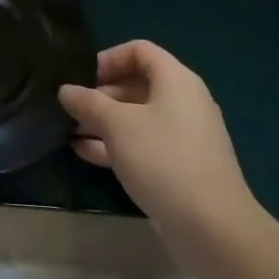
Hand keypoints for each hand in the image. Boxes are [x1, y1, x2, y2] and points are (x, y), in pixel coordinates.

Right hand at [59, 41, 262, 236]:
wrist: (212, 228)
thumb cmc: (163, 159)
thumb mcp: (117, 125)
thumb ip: (88, 103)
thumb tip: (65, 90)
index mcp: (176, 80)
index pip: (139, 50)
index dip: (108, 58)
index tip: (82, 77)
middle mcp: (183, 102)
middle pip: (137, 84)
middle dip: (100, 95)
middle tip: (70, 109)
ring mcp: (184, 137)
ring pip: (137, 118)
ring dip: (103, 122)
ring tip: (68, 131)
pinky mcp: (180, 167)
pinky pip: (143, 145)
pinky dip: (116, 145)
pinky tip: (84, 153)